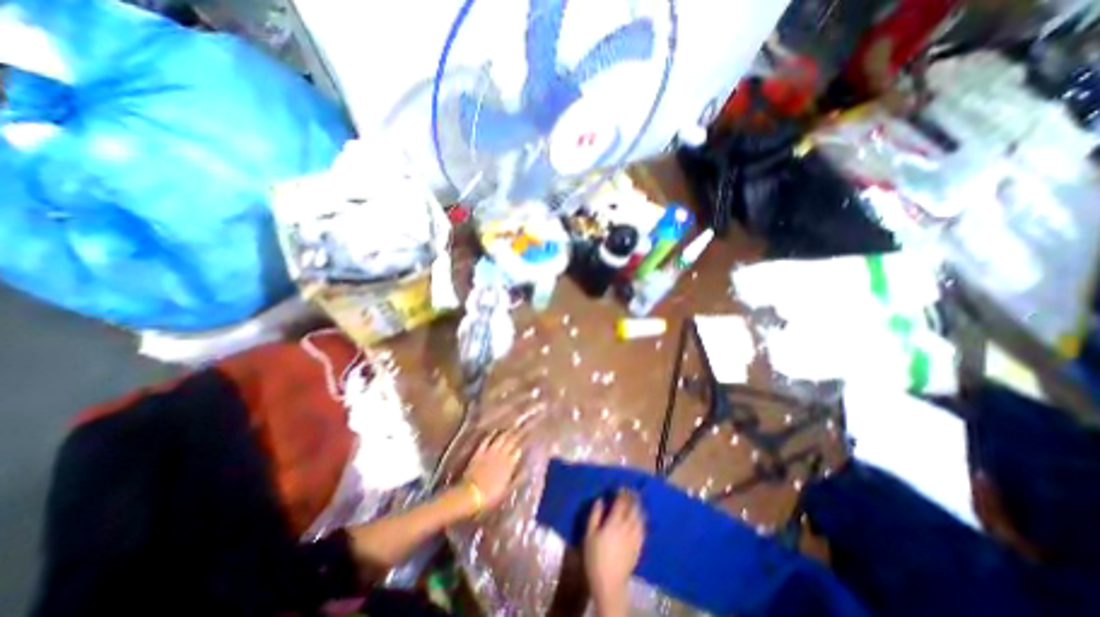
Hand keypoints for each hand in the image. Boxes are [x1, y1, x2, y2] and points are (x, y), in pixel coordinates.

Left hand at [457, 427, 519, 511]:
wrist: (471, 494)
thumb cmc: (490, 496)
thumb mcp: (506, 489)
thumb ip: (516, 478)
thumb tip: (526, 469)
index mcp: (509, 465)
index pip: (518, 452)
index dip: (522, 445)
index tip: (526, 440)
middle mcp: (501, 455)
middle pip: (511, 442)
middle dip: (517, 435)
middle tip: (521, 428)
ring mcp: (490, 452)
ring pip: (500, 438)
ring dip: (506, 432)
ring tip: (511, 427)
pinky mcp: (479, 452)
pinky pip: (486, 440)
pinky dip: (491, 435)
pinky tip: (494, 431)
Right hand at [583, 489, 644, 613]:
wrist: (609, 585)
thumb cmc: (595, 558)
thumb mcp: (589, 535)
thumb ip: (594, 515)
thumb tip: (600, 499)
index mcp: (614, 523)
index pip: (621, 503)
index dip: (622, 493)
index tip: (621, 486)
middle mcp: (627, 527)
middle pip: (633, 508)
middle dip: (633, 498)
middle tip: (631, 490)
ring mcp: (635, 538)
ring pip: (640, 518)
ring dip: (639, 507)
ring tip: (637, 501)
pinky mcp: (639, 547)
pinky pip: (643, 529)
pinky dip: (642, 520)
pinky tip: (640, 518)